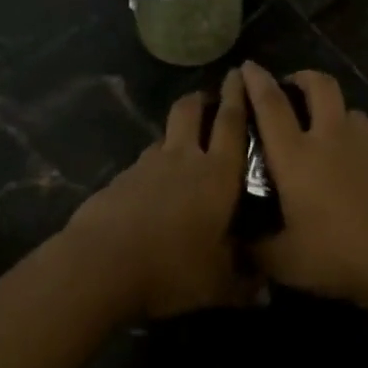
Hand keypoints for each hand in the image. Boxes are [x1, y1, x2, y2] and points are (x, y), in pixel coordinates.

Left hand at [63, 69, 257, 318]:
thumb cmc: (172, 267)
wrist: (102, 263)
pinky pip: (142, 164)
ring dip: (175, 134)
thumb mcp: (215, 284)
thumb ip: (242, 285)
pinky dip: (151, 167)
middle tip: (208, 98)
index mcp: (217, 174)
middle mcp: (183, 158)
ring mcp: (147, 165)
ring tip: (181, 147)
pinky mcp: (119, 179)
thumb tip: (266, 294)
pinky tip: (150, 189)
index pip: (232, 123)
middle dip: (201, 99)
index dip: (238, 96)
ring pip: (164, 135)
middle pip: (191, 111)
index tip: (241, 73)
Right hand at [241, 63, 367, 310]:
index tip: (248, 66)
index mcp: (297, 155)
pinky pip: (366, 134)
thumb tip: (237, 244)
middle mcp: (330, 137)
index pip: (271, 105)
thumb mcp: (285, 262)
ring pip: (347, 107)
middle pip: (319, 85)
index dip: (256, 82)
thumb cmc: (339, 255)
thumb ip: (257, 248)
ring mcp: (366, 144)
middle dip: (301, 77)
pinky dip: (352, 136)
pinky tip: (350, 164)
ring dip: (331, 108)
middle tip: (289, 87)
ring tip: (323, 129)